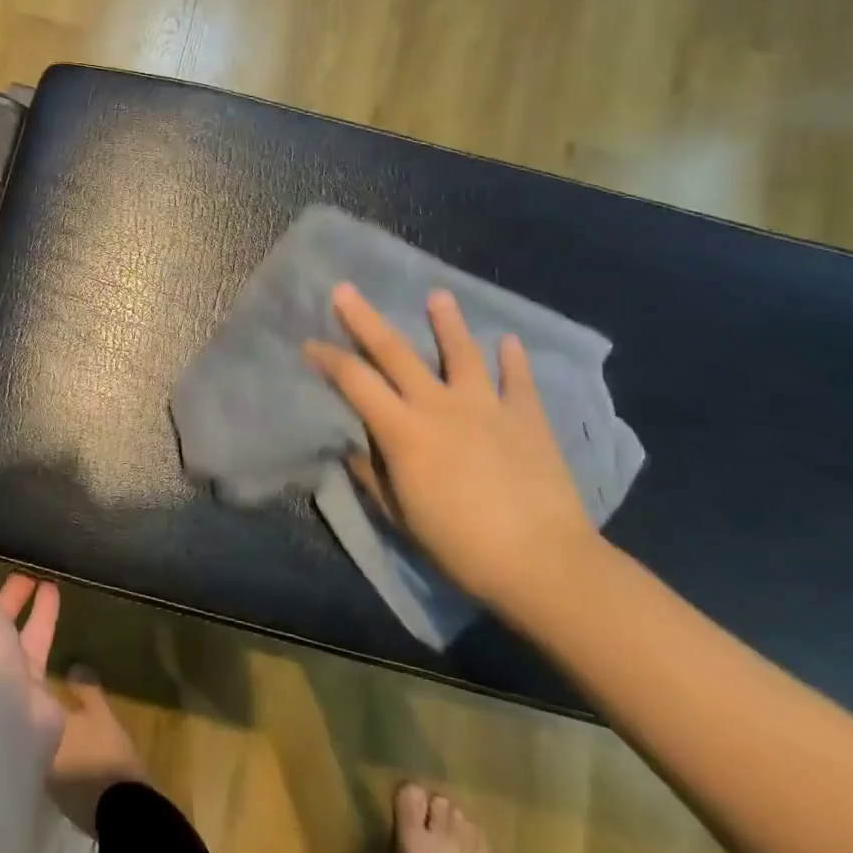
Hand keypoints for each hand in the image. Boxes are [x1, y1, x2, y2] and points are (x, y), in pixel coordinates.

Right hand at [305, 284, 595, 609]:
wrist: (542, 563)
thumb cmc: (459, 545)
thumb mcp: (400, 514)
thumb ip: (373, 475)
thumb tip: (353, 449)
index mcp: (402, 430)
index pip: (354, 381)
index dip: (328, 359)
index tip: (310, 345)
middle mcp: (439, 405)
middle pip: (395, 351)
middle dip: (365, 318)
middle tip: (345, 289)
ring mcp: (486, 407)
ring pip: (461, 353)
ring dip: (447, 322)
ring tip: (438, 295)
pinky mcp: (528, 419)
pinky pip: (518, 381)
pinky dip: (514, 359)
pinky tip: (510, 341)